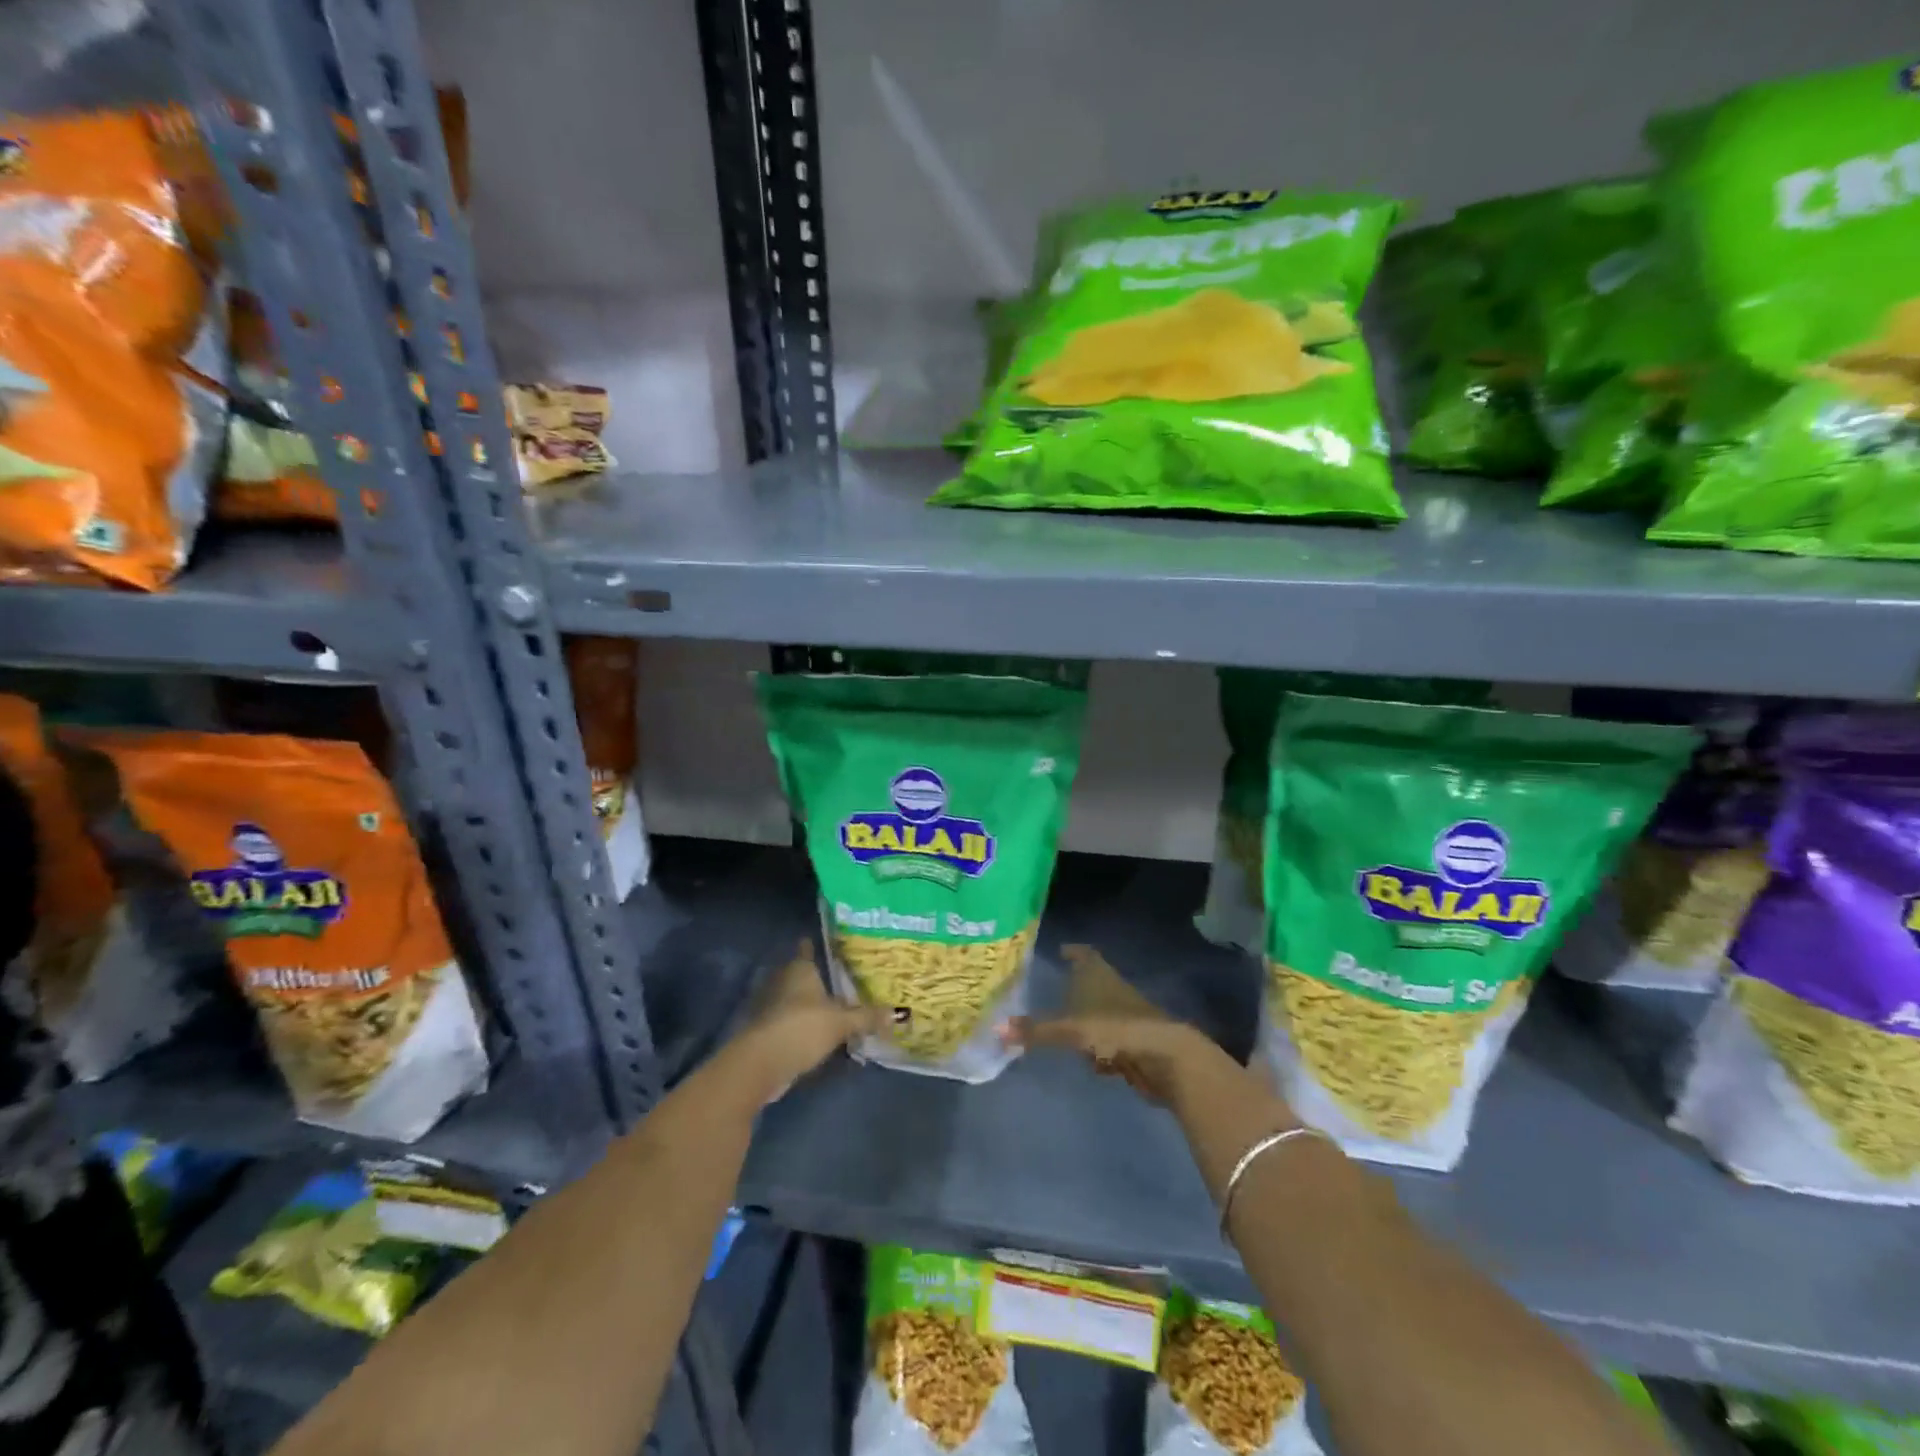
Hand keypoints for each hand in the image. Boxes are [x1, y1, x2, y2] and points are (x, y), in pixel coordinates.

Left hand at [730, 939, 892, 1104]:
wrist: (762, 1064)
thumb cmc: (802, 1027)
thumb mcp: (841, 1022)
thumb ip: (867, 1017)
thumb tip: (897, 1013)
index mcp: (800, 970)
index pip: (806, 950)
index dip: (812, 945)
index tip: (819, 941)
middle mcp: (783, 982)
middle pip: (799, 975)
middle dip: (814, 977)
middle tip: (836, 977)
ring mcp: (772, 1008)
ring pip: (793, 999)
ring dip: (806, 1004)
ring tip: (831, 1006)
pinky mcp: (768, 1032)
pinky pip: (789, 1022)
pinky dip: (800, 1025)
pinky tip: (817, 1033)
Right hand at [1006, 944, 1240, 1108]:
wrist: (1165, 1057)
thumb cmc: (1116, 1028)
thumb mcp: (1071, 1029)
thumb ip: (1036, 1031)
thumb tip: (996, 1029)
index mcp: (1098, 974)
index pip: (1083, 954)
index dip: (1072, 952)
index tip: (1060, 950)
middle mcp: (1112, 989)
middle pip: (1091, 984)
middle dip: (1073, 990)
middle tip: (1049, 995)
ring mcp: (1126, 1016)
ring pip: (1099, 1015)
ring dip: (1085, 1023)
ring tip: (1065, 1031)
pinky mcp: (1134, 1043)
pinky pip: (1110, 1042)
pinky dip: (1100, 1050)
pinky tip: (1094, 1064)